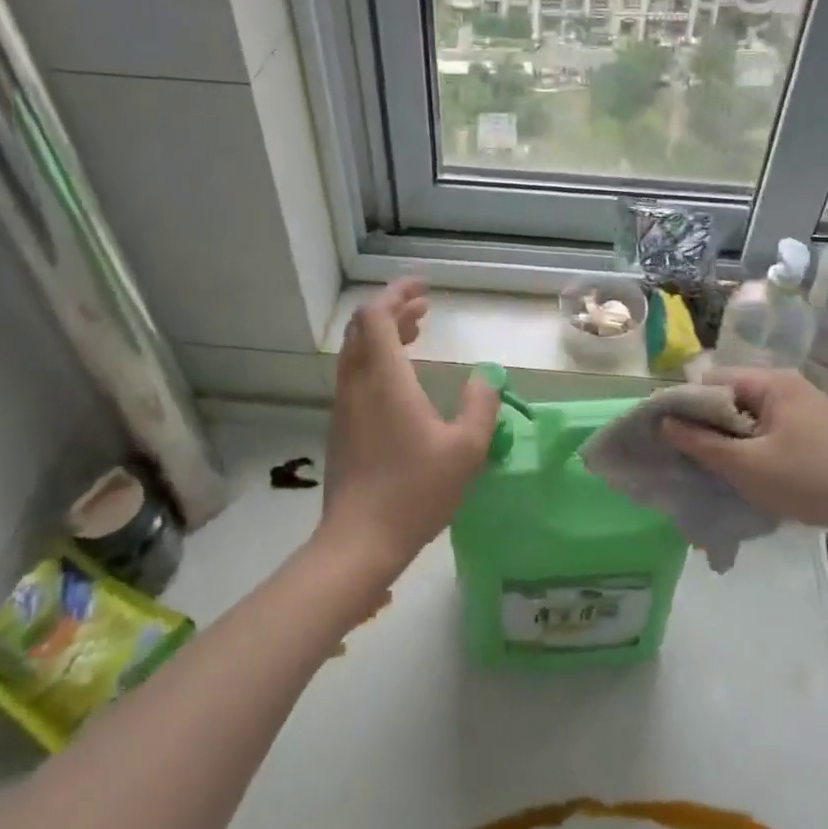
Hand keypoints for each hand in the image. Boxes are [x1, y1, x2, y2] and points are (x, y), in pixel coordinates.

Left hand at [317, 281, 499, 574]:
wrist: (359, 541)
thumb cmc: (416, 491)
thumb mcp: (466, 449)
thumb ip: (480, 406)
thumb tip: (486, 376)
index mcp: (384, 380)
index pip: (377, 316)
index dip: (397, 293)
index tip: (424, 287)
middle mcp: (358, 385)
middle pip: (363, 328)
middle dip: (393, 309)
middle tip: (424, 307)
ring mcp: (344, 407)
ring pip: (357, 352)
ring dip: (384, 334)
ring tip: (417, 332)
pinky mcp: (341, 427)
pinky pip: (355, 374)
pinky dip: (377, 359)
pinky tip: (402, 378)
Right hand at [661, 369, 827, 538]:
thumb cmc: (809, 479)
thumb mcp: (746, 465)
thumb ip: (700, 443)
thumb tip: (663, 423)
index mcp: (771, 382)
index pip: (711, 382)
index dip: (688, 408)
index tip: (677, 439)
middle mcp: (788, 384)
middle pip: (732, 397)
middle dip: (712, 426)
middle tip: (701, 459)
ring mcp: (806, 405)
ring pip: (752, 415)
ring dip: (735, 439)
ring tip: (727, 470)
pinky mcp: (818, 428)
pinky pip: (772, 427)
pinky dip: (758, 445)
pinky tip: (758, 473)